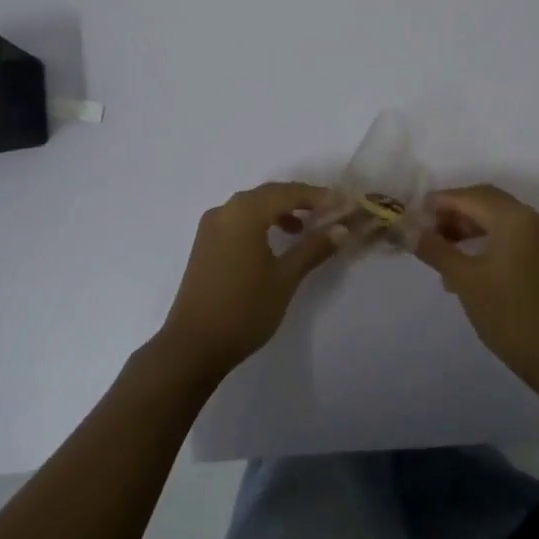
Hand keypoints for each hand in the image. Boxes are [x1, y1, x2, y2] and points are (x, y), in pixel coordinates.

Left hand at [155, 183, 341, 380]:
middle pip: (269, 194)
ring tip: (304, 229)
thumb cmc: (244, 308)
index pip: (288, 193)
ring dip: (279, 211)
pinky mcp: (205, 244)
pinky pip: (238, 220)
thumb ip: (313, 248)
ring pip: (252, 206)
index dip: (318, 196)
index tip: (345, 203)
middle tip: (329, 212)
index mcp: (244, 212)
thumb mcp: (285, 277)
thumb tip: (341, 228)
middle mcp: (225, 210)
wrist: (193, 346)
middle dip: (300, 200)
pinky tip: (275, 242)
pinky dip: (261, 222)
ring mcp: (211, 227)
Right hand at [414, 184, 538, 382]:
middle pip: (484, 202)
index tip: (413, 213)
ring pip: (495, 219)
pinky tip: (460, 265)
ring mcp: (538, 239)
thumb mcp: (465, 279)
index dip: (440, 201)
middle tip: (424, 229)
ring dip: (466, 227)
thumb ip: (436, 249)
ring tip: (437, 249)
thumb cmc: (508, 312)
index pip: (470, 196)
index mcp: (514, 218)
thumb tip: (409, 230)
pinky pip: (506, 236)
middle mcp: (529, 220)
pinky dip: (481, 241)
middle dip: (453, 212)